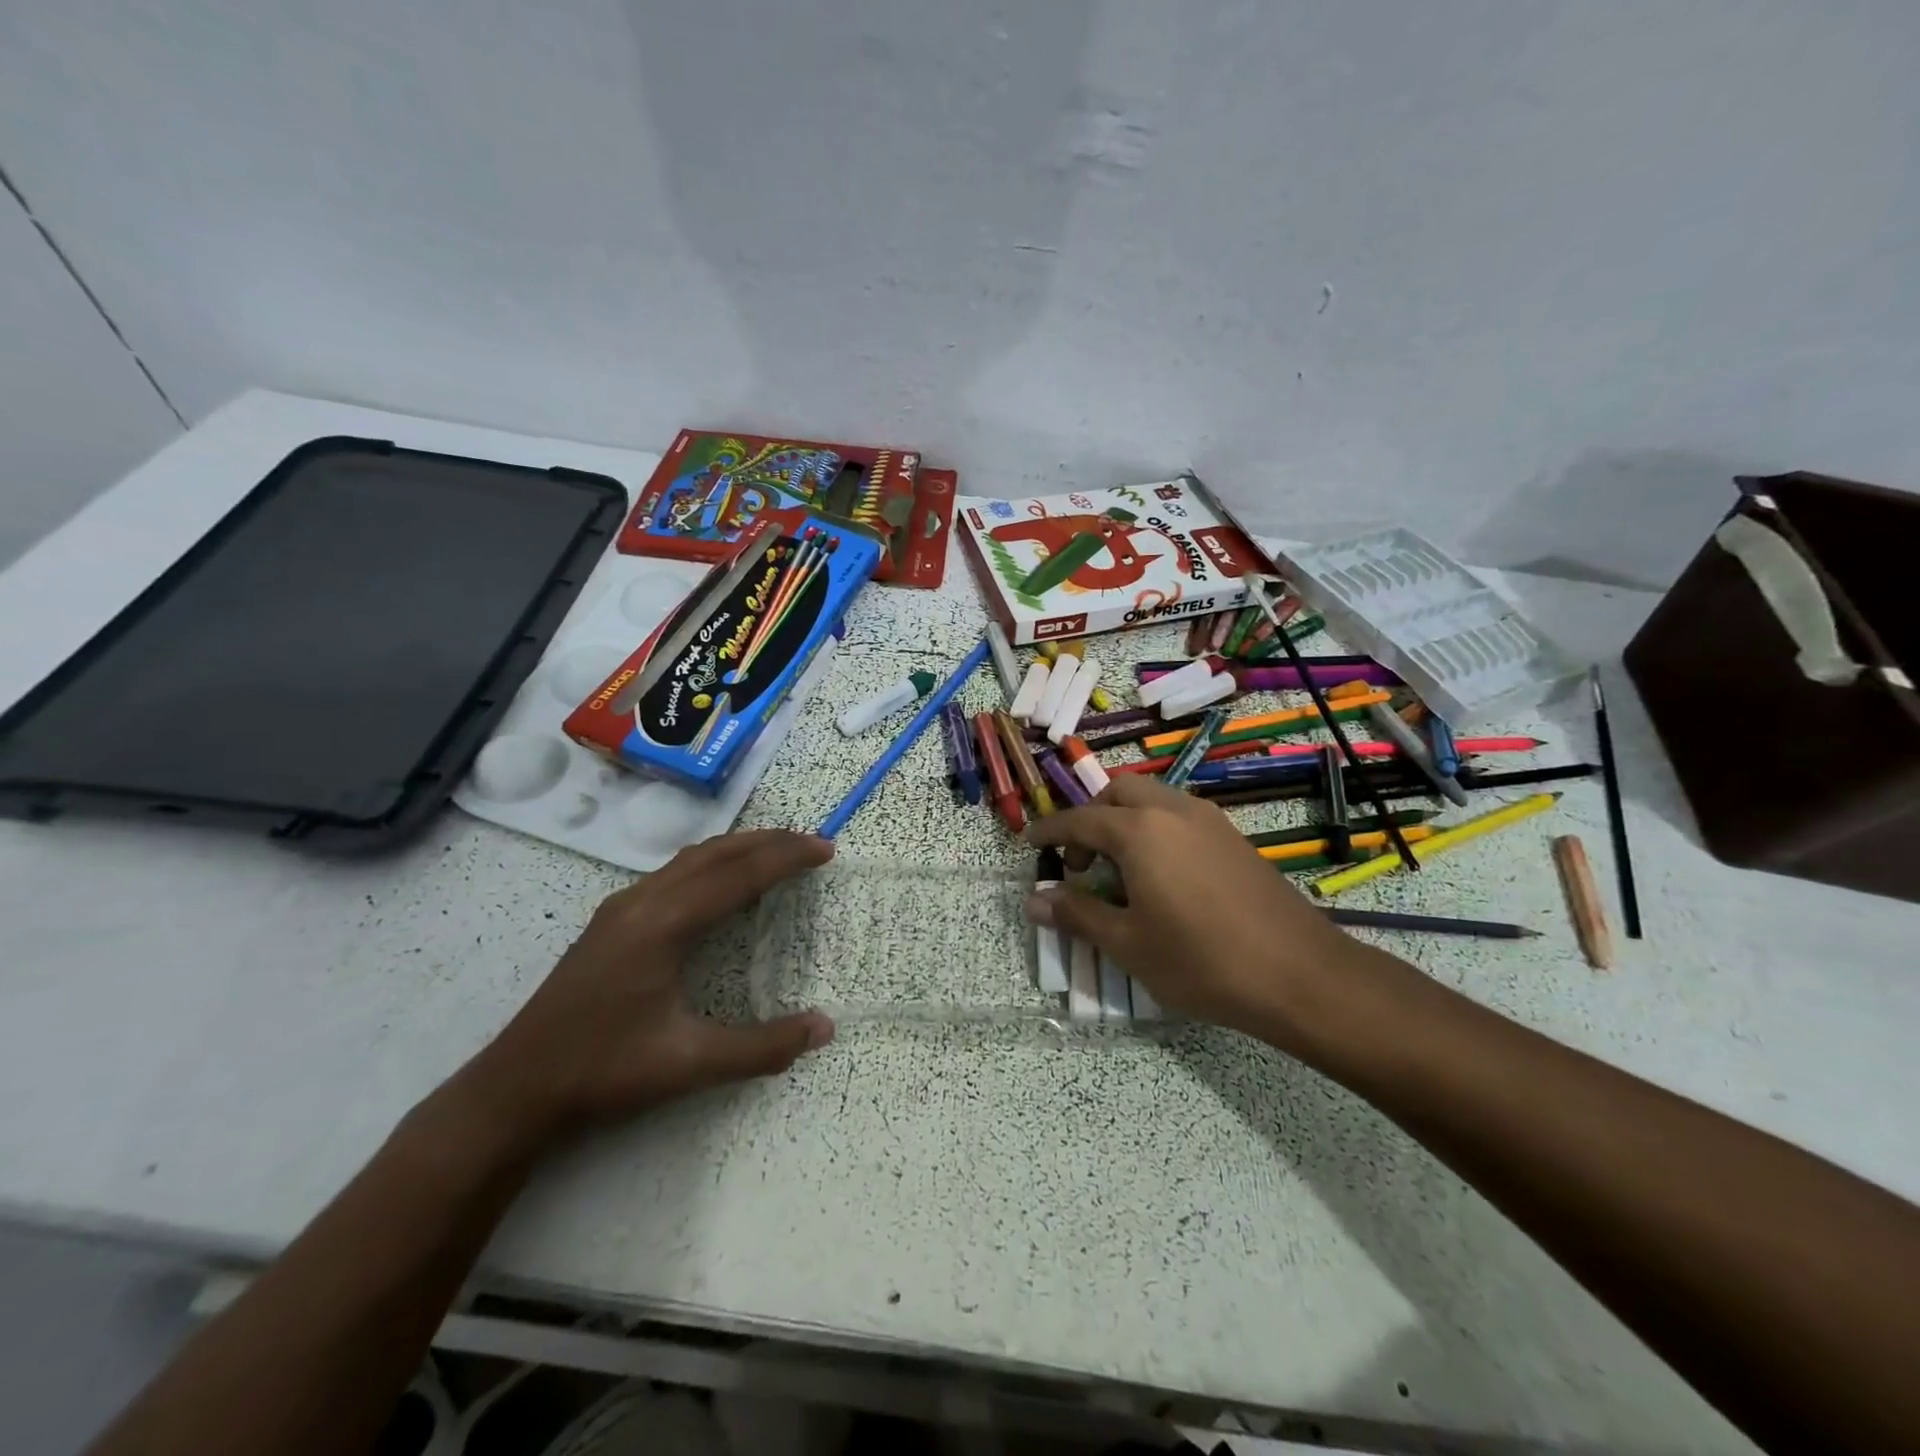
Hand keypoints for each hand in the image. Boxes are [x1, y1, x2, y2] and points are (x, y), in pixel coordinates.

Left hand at [463, 830, 835, 1143]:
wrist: (514, 1088)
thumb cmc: (603, 1071)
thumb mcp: (689, 1064)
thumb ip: (762, 1046)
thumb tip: (825, 1027)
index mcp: (663, 924)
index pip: (738, 876)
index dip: (787, 859)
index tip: (826, 850)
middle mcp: (643, 901)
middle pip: (716, 853)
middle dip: (768, 842)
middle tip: (812, 843)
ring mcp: (622, 907)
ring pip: (692, 859)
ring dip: (739, 849)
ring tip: (777, 853)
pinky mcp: (612, 920)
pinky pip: (674, 872)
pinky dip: (713, 864)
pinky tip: (722, 885)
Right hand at [1024, 775, 1367, 1042]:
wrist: (1300, 974)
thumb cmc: (1201, 961)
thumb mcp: (1128, 944)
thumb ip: (1078, 915)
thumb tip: (1035, 899)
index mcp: (1139, 830)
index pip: (1080, 820)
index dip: (1051, 831)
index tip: (1030, 843)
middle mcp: (1173, 811)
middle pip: (1119, 792)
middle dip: (1091, 817)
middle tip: (1082, 861)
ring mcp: (1209, 821)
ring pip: (1153, 799)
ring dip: (1126, 820)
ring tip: (1119, 870)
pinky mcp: (1234, 838)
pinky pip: (1180, 816)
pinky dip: (1156, 829)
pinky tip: (1161, 875)